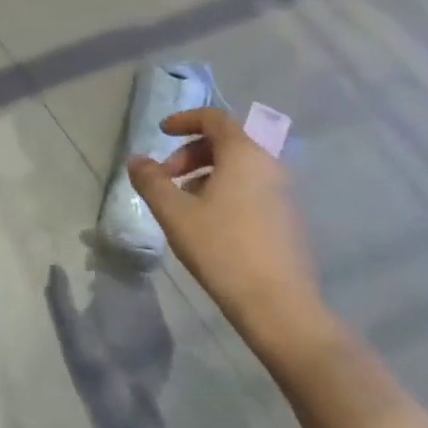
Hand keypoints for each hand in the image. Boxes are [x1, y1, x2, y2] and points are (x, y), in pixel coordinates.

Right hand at [126, 108, 330, 353]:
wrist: (281, 309)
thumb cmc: (223, 250)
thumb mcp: (175, 213)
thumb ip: (151, 181)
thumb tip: (137, 160)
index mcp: (244, 154)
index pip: (214, 118)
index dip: (184, 120)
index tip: (161, 133)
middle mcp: (269, 166)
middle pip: (226, 142)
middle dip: (190, 154)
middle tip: (166, 179)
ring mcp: (285, 195)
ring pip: (239, 169)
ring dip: (206, 176)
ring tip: (184, 206)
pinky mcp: (290, 221)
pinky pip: (252, 190)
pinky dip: (226, 193)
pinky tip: (210, 226)